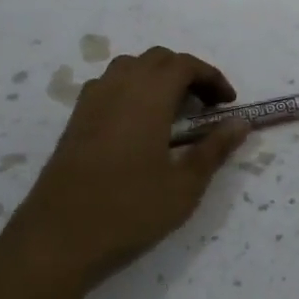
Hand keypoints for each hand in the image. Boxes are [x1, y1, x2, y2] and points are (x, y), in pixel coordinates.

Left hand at [0, 47, 251, 298]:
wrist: (57, 238)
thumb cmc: (129, 211)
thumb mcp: (184, 186)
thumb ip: (214, 149)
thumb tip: (240, 122)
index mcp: (148, 96)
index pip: (185, 65)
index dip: (211, 77)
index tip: (228, 103)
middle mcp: (118, 87)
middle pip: (157, 59)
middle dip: (186, 74)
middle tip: (205, 106)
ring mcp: (91, 101)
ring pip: (129, 68)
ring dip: (156, 78)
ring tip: (173, 111)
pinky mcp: (74, 120)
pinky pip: (108, 86)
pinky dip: (131, 90)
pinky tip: (138, 125)